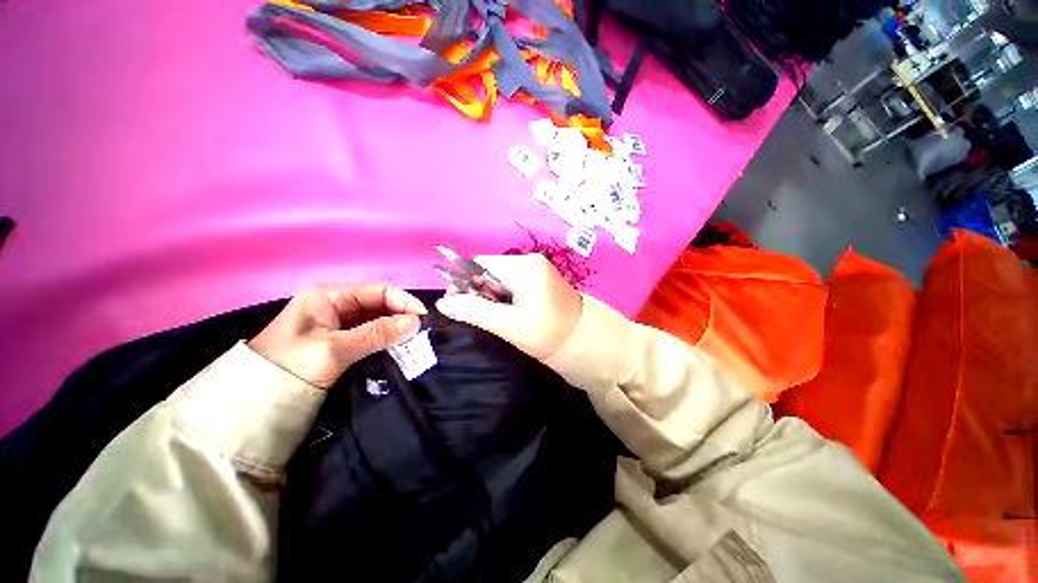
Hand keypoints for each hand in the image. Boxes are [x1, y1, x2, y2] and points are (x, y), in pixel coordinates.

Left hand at [249, 284, 426, 387]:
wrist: (252, 405)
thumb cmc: (290, 368)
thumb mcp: (335, 350)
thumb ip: (376, 334)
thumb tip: (415, 323)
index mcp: (329, 296)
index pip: (378, 290)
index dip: (403, 301)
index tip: (423, 318)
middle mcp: (335, 305)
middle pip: (379, 304)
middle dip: (401, 316)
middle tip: (421, 334)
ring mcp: (336, 324)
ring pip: (376, 320)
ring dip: (395, 329)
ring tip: (413, 342)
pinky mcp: (338, 342)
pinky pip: (369, 335)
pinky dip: (385, 341)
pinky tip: (397, 349)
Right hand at [435, 254, 582, 359]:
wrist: (585, 342)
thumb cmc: (549, 334)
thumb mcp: (509, 325)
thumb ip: (475, 312)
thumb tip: (443, 303)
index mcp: (524, 267)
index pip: (481, 264)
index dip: (464, 282)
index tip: (456, 305)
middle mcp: (530, 262)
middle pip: (489, 270)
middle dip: (478, 291)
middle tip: (478, 315)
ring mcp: (536, 270)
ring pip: (499, 278)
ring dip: (490, 296)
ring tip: (495, 317)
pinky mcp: (539, 281)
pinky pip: (511, 283)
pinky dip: (502, 297)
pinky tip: (506, 313)